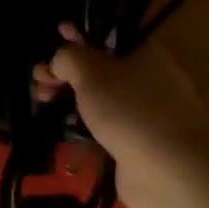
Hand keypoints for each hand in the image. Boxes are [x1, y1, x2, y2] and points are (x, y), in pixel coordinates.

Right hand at [34, 25, 208, 207]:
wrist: (171, 172)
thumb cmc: (131, 110)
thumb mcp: (91, 72)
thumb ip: (69, 57)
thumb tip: (60, 57)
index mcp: (145, 52)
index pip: (107, 35)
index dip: (78, 35)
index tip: (54, 37)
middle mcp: (149, 78)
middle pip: (101, 67)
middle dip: (67, 70)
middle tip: (38, 79)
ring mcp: (146, 114)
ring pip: (102, 98)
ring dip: (72, 97)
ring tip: (42, 101)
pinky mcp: (139, 144)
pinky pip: (106, 127)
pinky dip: (85, 125)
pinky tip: (63, 128)